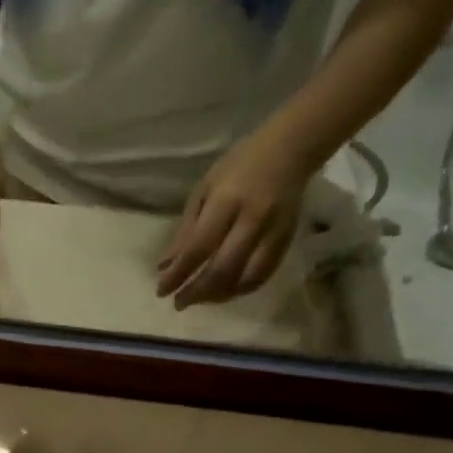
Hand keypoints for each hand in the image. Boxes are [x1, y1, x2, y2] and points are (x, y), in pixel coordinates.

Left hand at [156, 129, 308, 307]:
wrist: (291, 149)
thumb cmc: (239, 167)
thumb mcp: (204, 190)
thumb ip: (186, 231)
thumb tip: (165, 268)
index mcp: (227, 201)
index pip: (198, 248)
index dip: (178, 274)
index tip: (161, 291)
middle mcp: (253, 219)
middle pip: (222, 269)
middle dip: (197, 292)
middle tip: (179, 303)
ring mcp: (274, 233)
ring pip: (244, 279)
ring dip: (218, 296)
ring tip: (199, 299)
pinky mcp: (287, 242)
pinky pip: (262, 276)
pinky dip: (239, 290)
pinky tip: (223, 292)